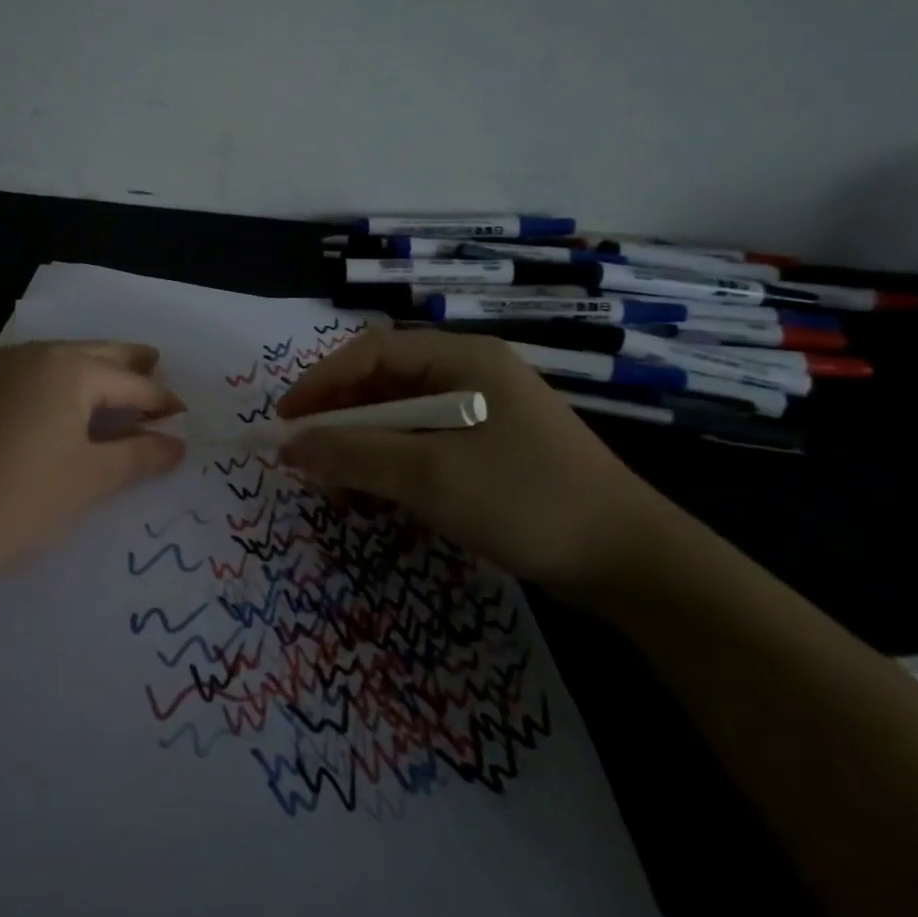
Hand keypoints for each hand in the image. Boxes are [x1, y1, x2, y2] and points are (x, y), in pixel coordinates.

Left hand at [0, 340, 185, 593]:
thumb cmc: (22, 501)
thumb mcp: (91, 480)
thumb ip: (139, 456)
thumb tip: (176, 444)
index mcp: (68, 369)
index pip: (129, 383)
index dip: (159, 400)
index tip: (182, 413)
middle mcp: (29, 357)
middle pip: (92, 354)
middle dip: (126, 362)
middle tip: (154, 363)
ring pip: (52, 362)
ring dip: (85, 370)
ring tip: (105, 385)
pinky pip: (19, 379)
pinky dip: (46, 386)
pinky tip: (47, 408)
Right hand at [276, 328, 674, 594]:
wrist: (632, 564)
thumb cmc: (526, 500)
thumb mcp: (430, 476)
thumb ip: (354, 454)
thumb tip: (289, 446)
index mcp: (462, 359)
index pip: (371, 352)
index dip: (320, 383)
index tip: (285, 422)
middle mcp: (469, 375)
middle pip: (383, 385)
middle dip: (340, 422)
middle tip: (305, 461)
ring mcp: (482, 414)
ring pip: (399, 419)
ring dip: (362, 449)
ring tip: (338, 489)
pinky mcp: (489, 451)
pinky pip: (423, 446)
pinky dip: (392, 468)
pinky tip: (376, 500)